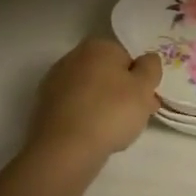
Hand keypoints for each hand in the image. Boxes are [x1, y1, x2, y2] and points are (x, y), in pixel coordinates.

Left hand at [28, 39, 161, 168]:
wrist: (64, 149)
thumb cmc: (111, 112)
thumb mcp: (144, 88)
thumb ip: (151, 68)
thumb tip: (147, 60)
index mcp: (98, 46)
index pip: (127, 59)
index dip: (140, 81)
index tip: (146, 102)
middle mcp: (73, 57)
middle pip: (107, 74)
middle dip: (122, 93)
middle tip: (135, 118)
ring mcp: (55, 82)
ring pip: (90, 92)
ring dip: (103, 106)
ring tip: (114, 132)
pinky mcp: (44, 107)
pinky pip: (75, 108)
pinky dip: (85, 118)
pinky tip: (92, 136)